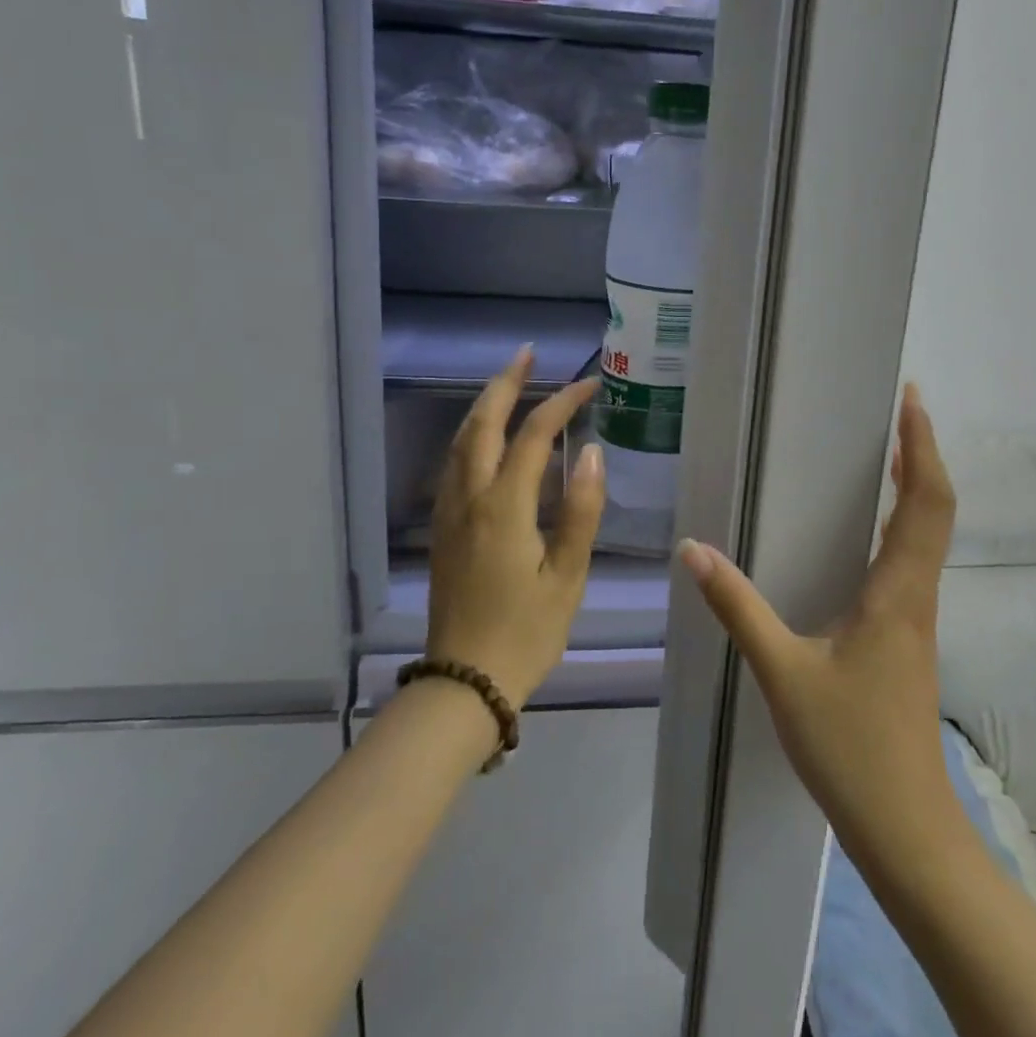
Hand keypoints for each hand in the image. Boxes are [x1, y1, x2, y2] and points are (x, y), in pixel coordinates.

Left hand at [426, 348, 603, 709]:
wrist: (464, 682)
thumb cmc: (526, 632)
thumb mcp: (567, 576)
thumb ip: (582, 510)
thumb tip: (593, 452)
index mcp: (504, 507)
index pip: (534, 436)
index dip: (562, 403)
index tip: (590, 385)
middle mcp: (470, 498)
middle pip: (482, 424)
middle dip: (505, 384)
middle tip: (528, 355)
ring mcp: (450, 513)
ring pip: (460, 442)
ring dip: (484, 406)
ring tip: (508, 383)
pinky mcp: (442, 529)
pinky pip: (453, 464)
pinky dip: (471, 435)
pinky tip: (485, 438)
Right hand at [677, 384, 959, 863]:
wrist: (905, 827)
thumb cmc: (850, 747)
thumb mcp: (782, 673)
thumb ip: (738, 608)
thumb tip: (693, 550)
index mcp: (898, 593)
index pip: (925, 502)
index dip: (923, 447)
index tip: (912, 401)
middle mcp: (917, 596)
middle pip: (934, 510)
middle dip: (922, 455)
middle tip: (896, 412)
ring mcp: (918, 620)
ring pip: (928, 537)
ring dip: (915, 489)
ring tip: (886, 454)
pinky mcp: (909, 639)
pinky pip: (912, 563)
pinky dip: (901, 525)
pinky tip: (870, 533)